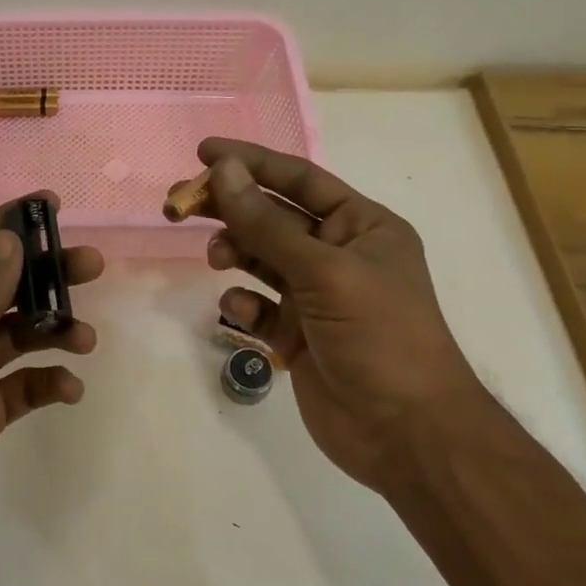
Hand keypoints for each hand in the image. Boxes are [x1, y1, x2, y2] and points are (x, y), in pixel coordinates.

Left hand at [0, 196, 103, 585]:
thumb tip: (10, 240)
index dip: (4, 225)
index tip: (50, 206)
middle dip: (43, 275)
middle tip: (92, 264)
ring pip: (17, 336)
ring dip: (53, 329)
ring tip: (84, 338)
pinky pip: (23, 388)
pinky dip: (48, 383)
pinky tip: (69, 388)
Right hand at [191, 139, 480, 488]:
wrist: (405, 433)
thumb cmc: (378, 336)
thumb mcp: (323, 271)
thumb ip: (266, 223)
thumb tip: (223, 170)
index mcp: (361, 226)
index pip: (299, 179)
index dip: (252, 163)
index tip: (203, 152)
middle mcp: (338, 253)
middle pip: (272, 216)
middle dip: (230, 208)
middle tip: (180, 203)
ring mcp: (316, 295)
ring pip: (261, 258)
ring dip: (234, 251)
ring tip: (215, 257)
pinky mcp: (296, 333)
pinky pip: (258, 304)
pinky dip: (243, 303)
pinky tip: (239, 311)